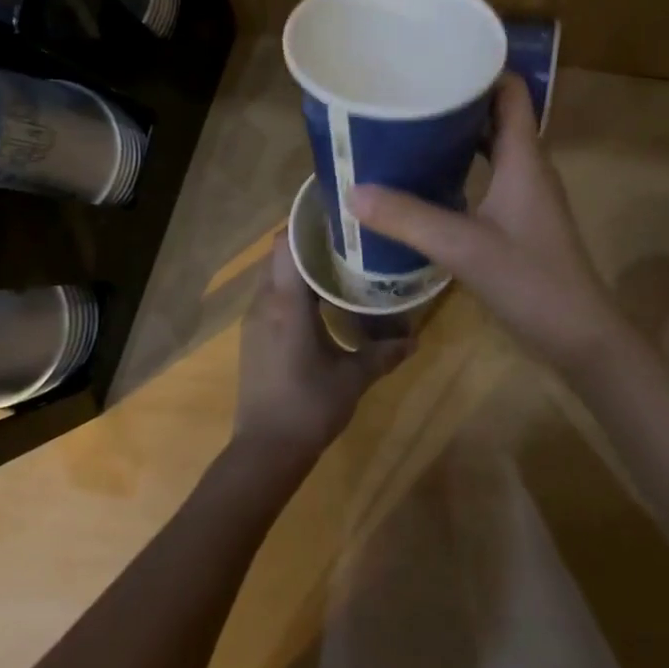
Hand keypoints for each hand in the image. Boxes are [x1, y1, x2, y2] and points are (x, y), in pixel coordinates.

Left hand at [232, 236, 413, 467]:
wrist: (265, 452)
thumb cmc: (309, 407)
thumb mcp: (353, 379)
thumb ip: (384, 354)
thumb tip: (415, 339)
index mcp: (287, 304)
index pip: (287, 244)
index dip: (307, 224)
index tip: (337, 215)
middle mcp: (265, 303)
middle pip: (280, 255)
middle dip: (309, 243)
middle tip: (346, 240)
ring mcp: (254, 320)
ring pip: (274, 275)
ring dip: (300, 266)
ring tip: (338, 265)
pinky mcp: (253, 336)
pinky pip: (271, 295)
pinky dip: (292, 288)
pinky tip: (320, 302)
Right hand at [349, 73, 631, 377]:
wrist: (579, 336)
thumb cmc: (531, 280)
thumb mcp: (464, 247)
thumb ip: (409, 219)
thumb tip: (352, 192)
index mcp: (524, 157)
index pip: (510, 91)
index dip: (480, 68)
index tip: (436, 60)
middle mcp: (528, 166)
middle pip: (496, 114)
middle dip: (456, 100)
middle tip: (409, 93)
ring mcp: (526, 194)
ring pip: (492, 147)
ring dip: (457, 135)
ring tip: (410, 127)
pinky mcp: (520, 219)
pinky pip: (489, 175)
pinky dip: (462, 168)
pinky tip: (428, 178)